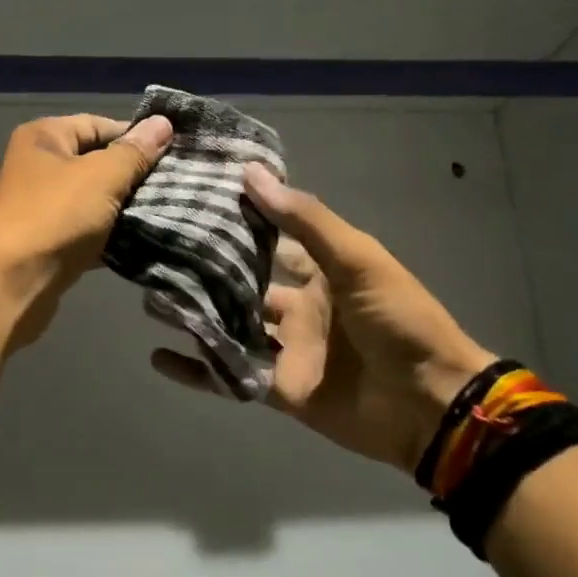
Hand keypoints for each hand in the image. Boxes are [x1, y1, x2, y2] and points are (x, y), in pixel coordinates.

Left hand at [0, 112, 172, 346]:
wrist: (12, 281)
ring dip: (125, 210)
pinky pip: (89, 234)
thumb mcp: (102, 175)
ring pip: (95, 202)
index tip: (173, 152)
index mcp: (44, 138)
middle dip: (134, 176)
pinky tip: (143, 242)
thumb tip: (163, 123)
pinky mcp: (50, 246)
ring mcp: (43, 209)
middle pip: (97, 164)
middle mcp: (39, 168)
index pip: (98, 124)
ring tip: (167, 212)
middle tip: (176, 186)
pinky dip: (111, 238)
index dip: (135, 136)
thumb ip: (135, 152)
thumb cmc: (56, 215)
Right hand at [153, 164, 492, 472]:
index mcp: (322, 272)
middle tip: (158, 252)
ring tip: (150, 298)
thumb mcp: (357, 260)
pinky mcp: (277, 388)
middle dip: (208, 271)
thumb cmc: (399, 321)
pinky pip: (229, 375)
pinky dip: (197, 370)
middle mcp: (300, 307)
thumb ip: (304, 220)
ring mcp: (287, 350)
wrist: (427, 403)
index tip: (196, 200)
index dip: (240, 221)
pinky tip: (159, 358)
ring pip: (231, 328)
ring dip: (196, 316)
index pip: (272, 239)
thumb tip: (251, 173)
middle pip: (244, 285)